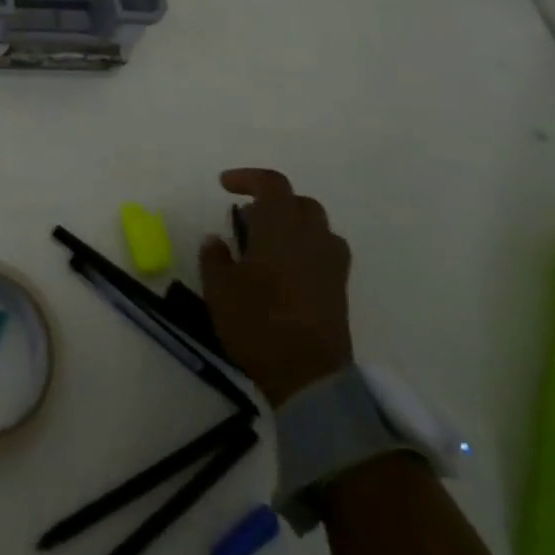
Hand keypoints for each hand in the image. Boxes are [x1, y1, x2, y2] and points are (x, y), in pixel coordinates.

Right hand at [200, 168, 353, 406]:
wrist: (309, 377)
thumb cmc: (257, 322)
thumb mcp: (219, 288)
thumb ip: (214, 257)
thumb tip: (216, 239)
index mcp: (280, 227)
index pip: (271, 184)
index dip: (248, 178)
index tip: (224, 185)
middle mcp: (310, 236)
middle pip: (298, 202)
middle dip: (272, 201)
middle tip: (246, 217)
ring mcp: (330, 263)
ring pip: (316, 225)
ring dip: (292, 224)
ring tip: (267, 243)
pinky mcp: (339, 288)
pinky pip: (325, 251)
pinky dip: (307, 248)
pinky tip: (287, 270)